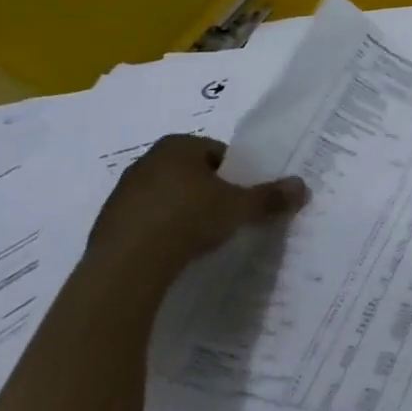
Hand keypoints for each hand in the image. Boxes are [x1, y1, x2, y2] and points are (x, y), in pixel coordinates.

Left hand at [84, 134, 308, 284]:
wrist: (127, 265)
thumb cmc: (189, 219)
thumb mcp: (239, 207)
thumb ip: (270, 196)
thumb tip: (303, 186)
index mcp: (178, 145)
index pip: (217, 152)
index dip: (235, 174)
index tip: (242, 198)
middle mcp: (147, 160)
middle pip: (191, 173)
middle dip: (208, 192)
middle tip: (226, 217)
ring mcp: (123, 192)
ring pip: (166, 196)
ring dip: (182, 212)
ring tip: (200, 238)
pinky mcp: (107, 223)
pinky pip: (145, 221)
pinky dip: (160, 232)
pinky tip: (172, 252)